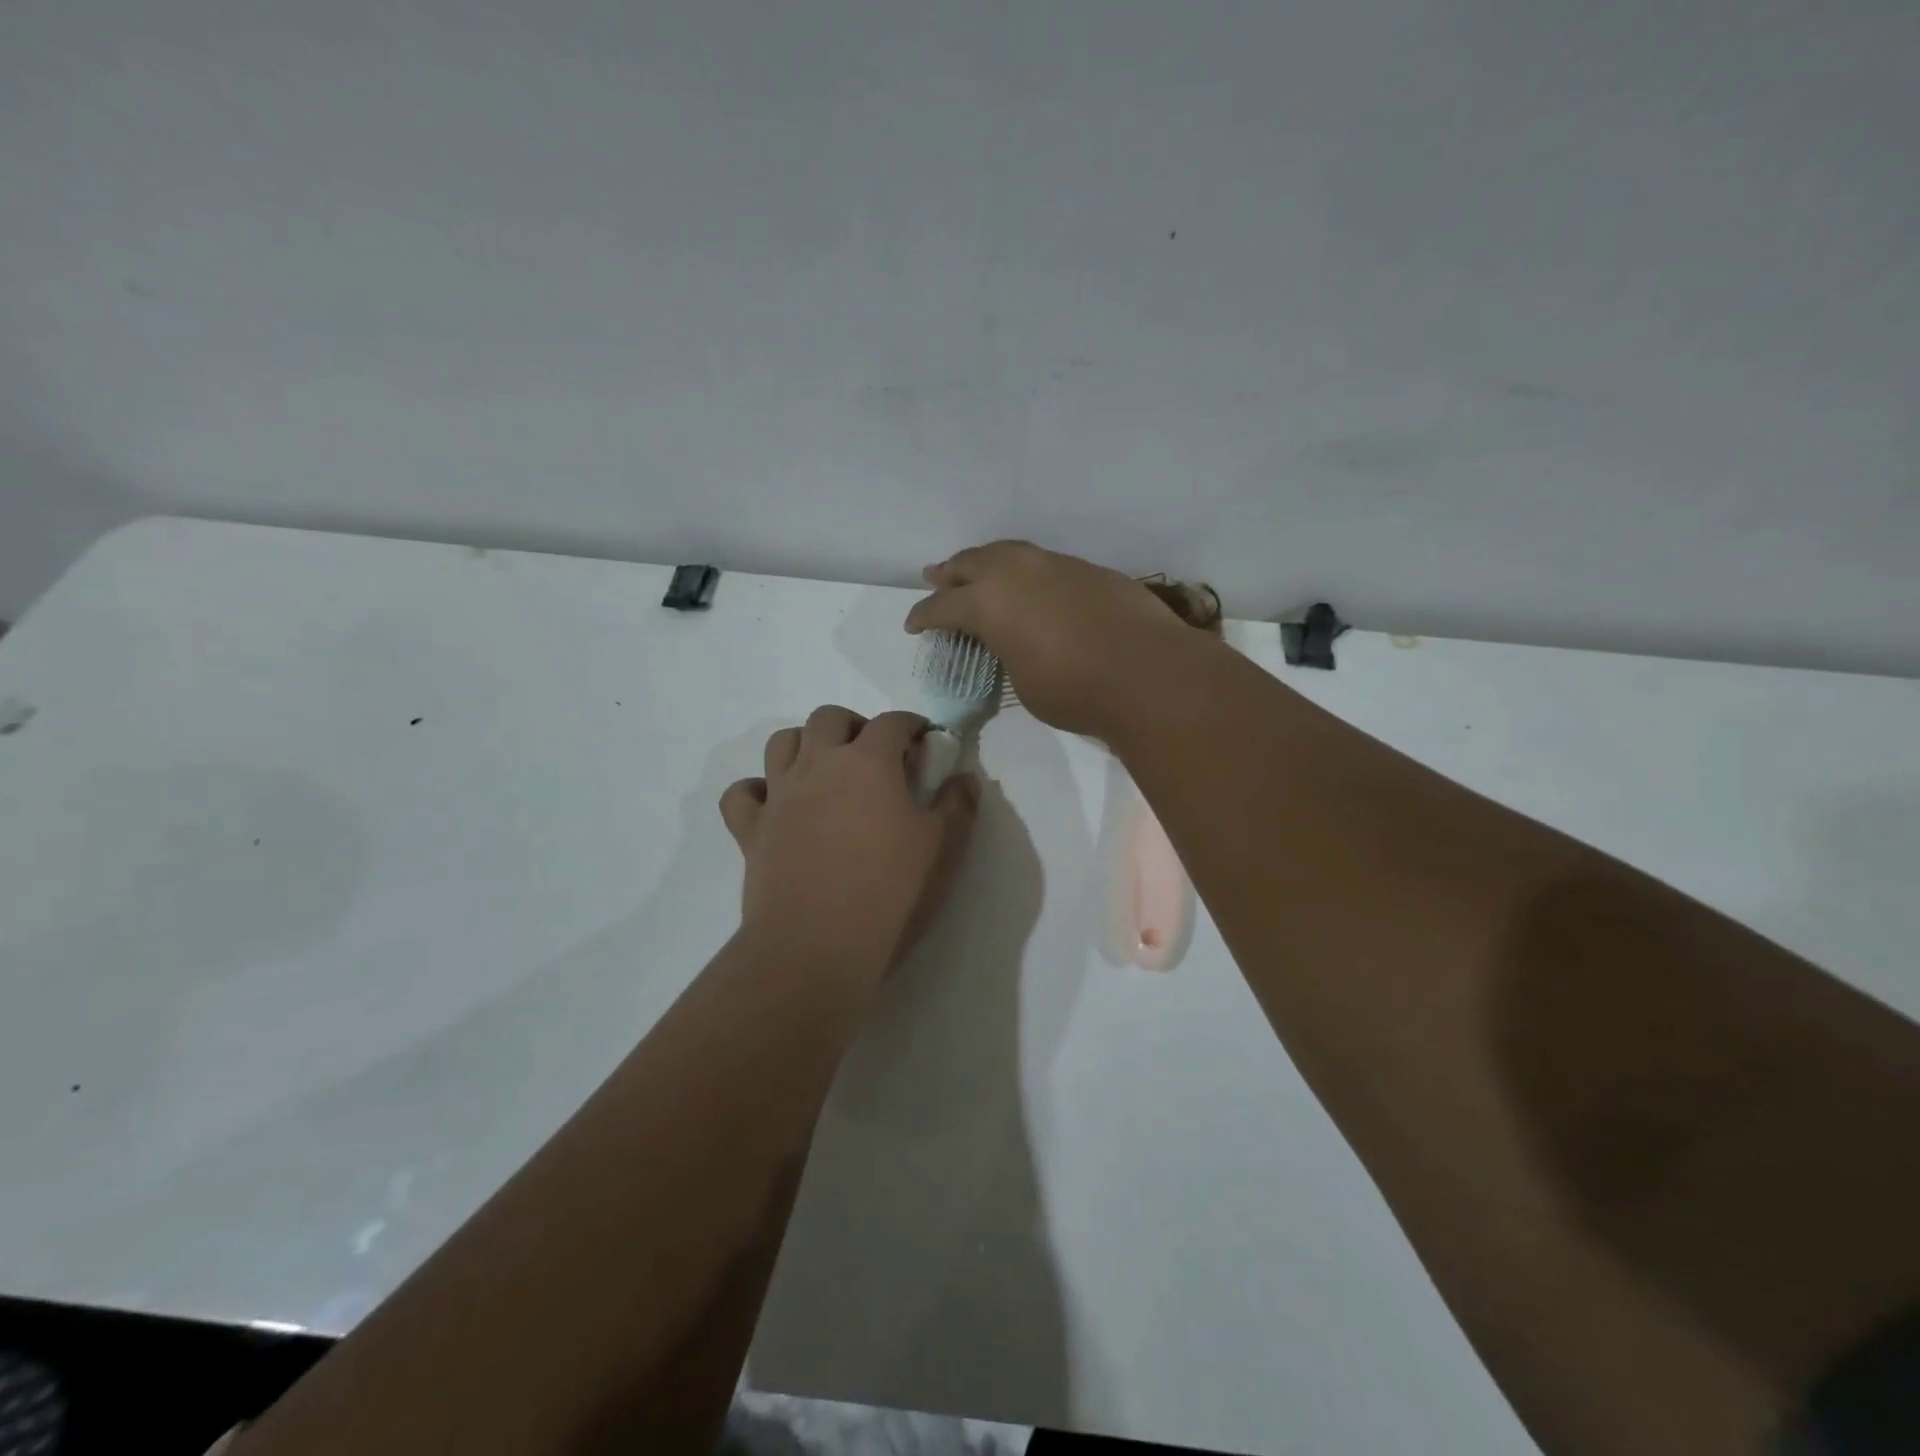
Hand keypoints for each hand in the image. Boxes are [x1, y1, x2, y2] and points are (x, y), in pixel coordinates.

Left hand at [718, 706, 978, 981]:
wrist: (816, 947)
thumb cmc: (890, 893)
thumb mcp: (943, 849)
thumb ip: (957, 806)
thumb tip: (963, 778)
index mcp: (868, 762)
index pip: (892, 721)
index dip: (912, 724)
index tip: (925, 741)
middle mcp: (818, 765)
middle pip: (829, 718)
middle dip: (855, 725)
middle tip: (875, 756)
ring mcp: (780, 796)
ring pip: (782, 742)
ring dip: (805, 744)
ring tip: (826, 770)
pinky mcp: (751, 830)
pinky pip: (741, 794)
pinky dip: (756, 790)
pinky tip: (775, 805)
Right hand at [904, 541, 1207, 737]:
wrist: (1147, 673)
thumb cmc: (1074, 689)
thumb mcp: (1023, 681)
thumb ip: (1009, 652)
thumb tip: (1014, 642)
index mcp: (989, 603)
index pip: (943, 607)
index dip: (923, 616)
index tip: (913, 624)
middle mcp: (1017, 573)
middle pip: (972, 563)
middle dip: (950, 573)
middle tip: (935, 577)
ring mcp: (1056, 566)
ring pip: (1010, 552)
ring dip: (988, 562)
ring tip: (978, 568)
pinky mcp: (1089, 570)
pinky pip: (1044, 563)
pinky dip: (1026, 571)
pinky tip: (1032, 585)